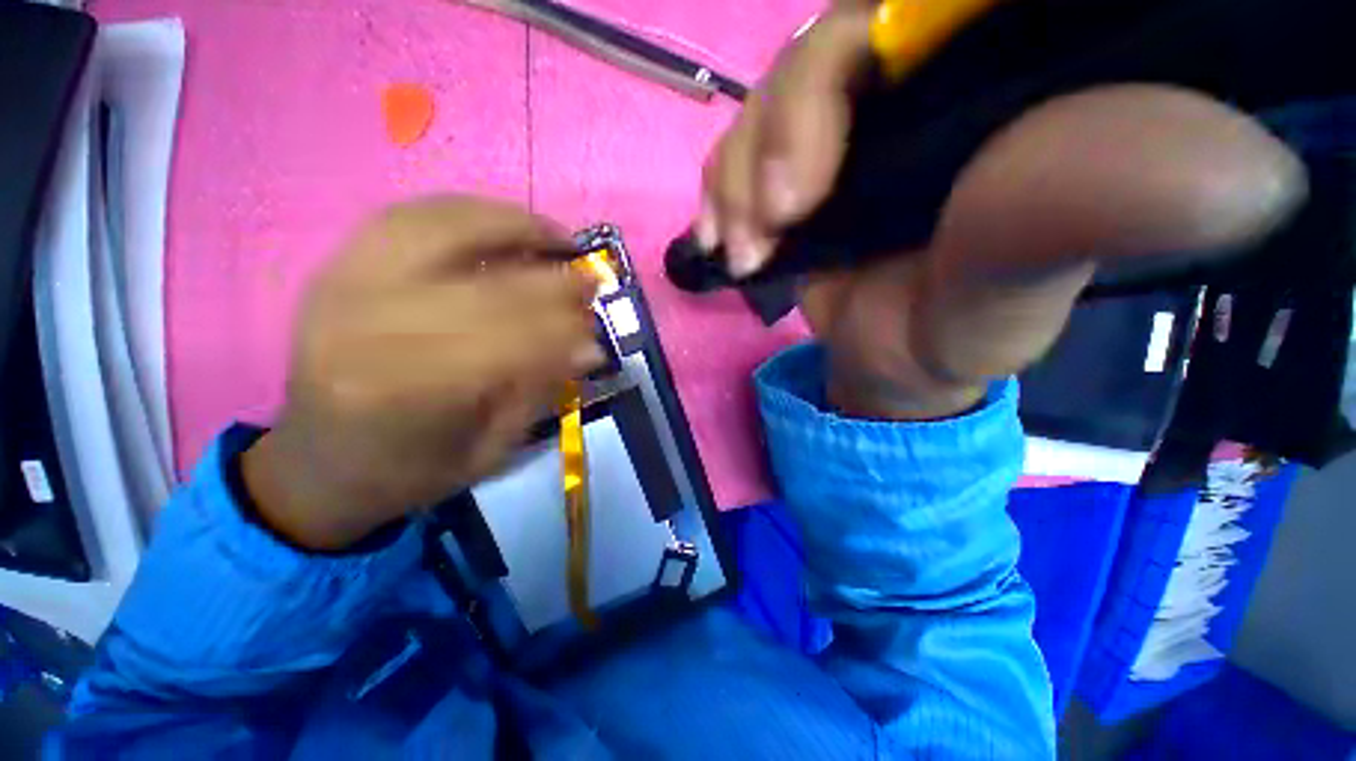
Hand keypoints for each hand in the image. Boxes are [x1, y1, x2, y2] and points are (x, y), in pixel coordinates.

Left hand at [242, 197, 601, 549]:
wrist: (319, 465)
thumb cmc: (408, 471)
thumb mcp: (488, 451)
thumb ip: (538, 392)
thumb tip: (589, 348)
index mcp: (406, 391)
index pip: (509, 339)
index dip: (563, 328)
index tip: (597, 326)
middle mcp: (368, 325)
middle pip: (484, 284)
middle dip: (552, 280)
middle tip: (592, 279)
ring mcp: (343, 284)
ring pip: (443, 228)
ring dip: (513, 226)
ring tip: (556, 236)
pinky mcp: (337, 266)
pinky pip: (408, 216)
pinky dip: (465, 211)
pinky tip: (501, 222)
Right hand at [701, 9, 1305, 419]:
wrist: (887, 363)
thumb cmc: (954, 333)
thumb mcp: (1011, 289)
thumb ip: (1074, 215)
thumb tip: (1237, 160)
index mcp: (1006, 88)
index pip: (938, 9)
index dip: (881, 38)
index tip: (829, 152)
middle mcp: (929, 83)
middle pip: (836, 43)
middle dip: (786, 129)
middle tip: (777, 219)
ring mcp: (852, 121)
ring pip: (772, 98)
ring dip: (741, 176)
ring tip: (744, 250)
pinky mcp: (799, 163)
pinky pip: (742, 146)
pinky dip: (720, 188)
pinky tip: (720, 237)